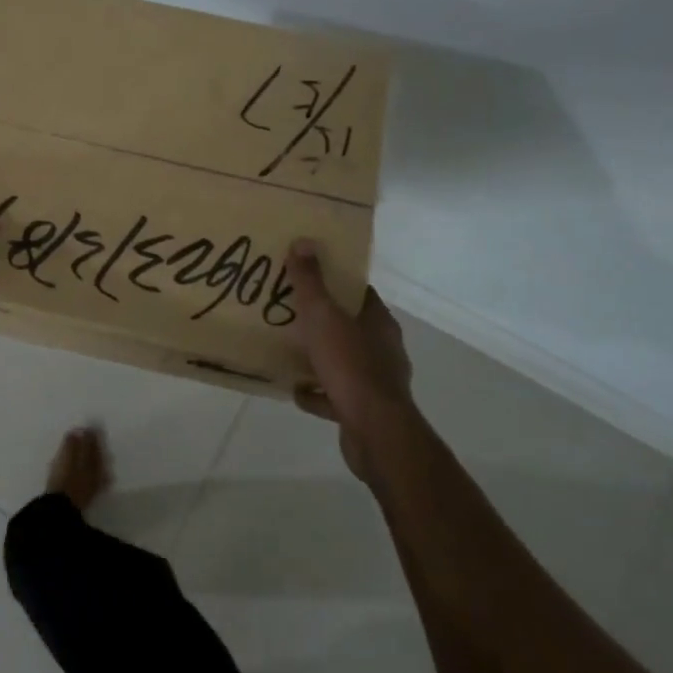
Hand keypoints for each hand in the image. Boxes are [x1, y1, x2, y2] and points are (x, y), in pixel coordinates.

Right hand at [284, 240, 414, 482]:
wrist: (374, 431)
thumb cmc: (350, 366)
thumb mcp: (323, 316)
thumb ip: (311, 281)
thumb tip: (304, 241)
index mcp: (378, 322)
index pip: (359, 293)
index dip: (336, 283)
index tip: (309, 277)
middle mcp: (383, 349)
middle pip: (350, 326)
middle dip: (323, 320)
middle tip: (291, 313)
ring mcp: (377, 381)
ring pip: (344, 361)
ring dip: (320, 357)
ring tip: (290, 351)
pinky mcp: (365, 409)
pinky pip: (336, 394)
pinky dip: (317, 392)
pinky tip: (296, 391)